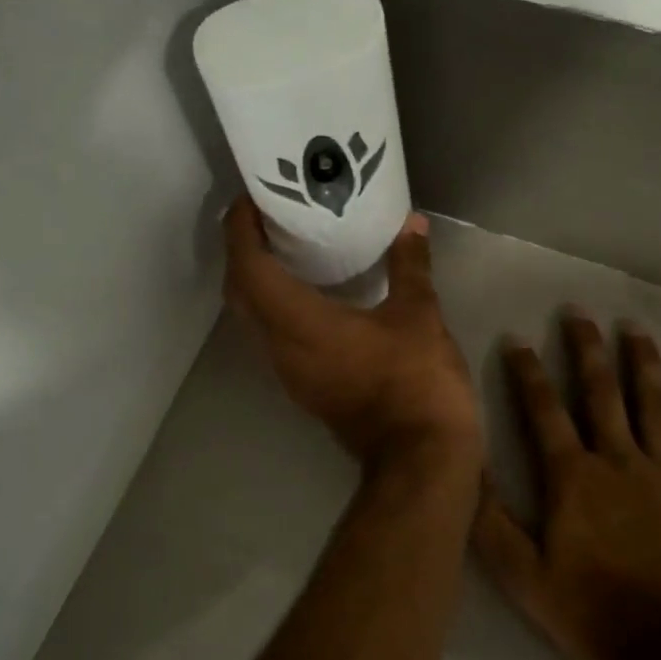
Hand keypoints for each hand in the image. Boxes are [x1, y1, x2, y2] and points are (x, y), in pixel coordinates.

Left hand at [223, 196, 479, 464]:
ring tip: (283, 245)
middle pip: (240, 292)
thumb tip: (411, 224)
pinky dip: (276, 305)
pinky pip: (274, 335)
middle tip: (265, 218)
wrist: (420, 459)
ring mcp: (290, 372)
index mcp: (299, 324)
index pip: (248, 269)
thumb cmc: (416, 382)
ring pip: (253, 317)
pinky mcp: (305, 387)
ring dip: (256, 279)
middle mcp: (280, 348)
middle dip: (242, 250)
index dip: (240, 231)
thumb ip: (410, 266)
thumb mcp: (419, 316)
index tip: (249, 201)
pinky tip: (308, 290)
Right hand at [473, 312, 660, 659]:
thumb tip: (466, 465)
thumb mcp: (519, 573)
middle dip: (586, 350)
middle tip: (579, 313)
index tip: (518, 338)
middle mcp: (618, 461)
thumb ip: (488, 518)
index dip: (527, 372)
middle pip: (600, 393)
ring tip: (634, 328)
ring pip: (655, 405)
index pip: (543, 410)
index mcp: (572, 477)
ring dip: (643, 363)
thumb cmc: (588, 611)